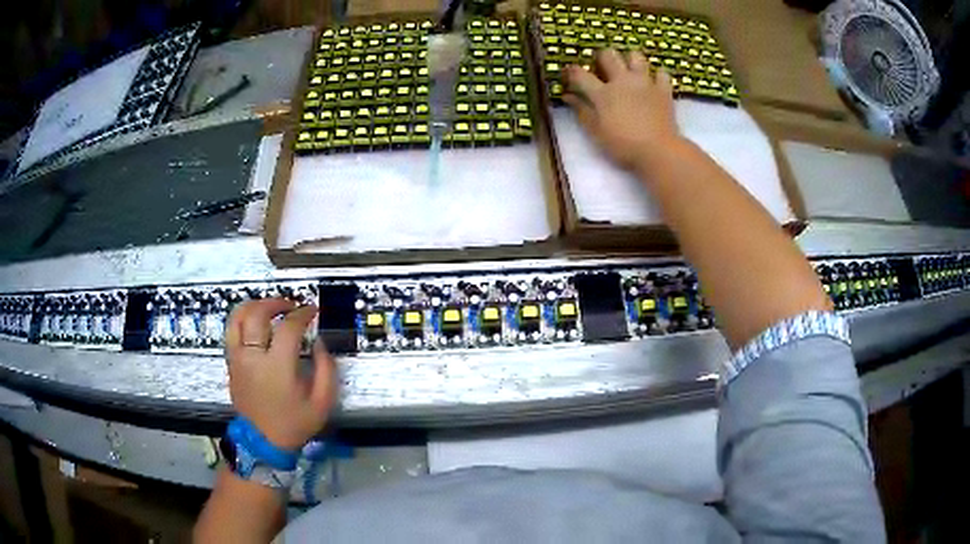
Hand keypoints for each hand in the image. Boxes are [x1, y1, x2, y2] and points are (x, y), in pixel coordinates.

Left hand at [225, 298, 336, 450]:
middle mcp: (253, 357)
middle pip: (258, 314)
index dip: (303, 314)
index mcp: (277, 367)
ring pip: (238, 317)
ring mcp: (237, 359)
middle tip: (291, 306)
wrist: (263, 443)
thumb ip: (326, 369)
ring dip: (255, 305)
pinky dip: (243, 319)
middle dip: (276, 303)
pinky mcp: (230, 363)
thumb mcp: (322, 402)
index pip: (288, 327)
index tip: (313, 311)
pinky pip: (231, 331)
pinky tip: (255, 323)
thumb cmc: (294, 423)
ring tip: (269, 308)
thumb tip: (319, 342)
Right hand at [563, 49, 680, 170]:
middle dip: (601, 57)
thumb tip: (568, 96)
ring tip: (628, 71)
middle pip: (608, 55)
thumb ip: (581, 111)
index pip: (580, 74)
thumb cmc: (623, 145)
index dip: (571, 71)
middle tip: (601, 68)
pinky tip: (653, 83)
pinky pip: (661, 73)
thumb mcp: (596, 132)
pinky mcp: (664, 90)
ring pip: (636, 56)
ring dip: (630, 60)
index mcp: (603, 93)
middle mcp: (623, 80)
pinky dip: (657, 75)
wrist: (659, 151)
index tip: (568, 75)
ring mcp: (645, 83)